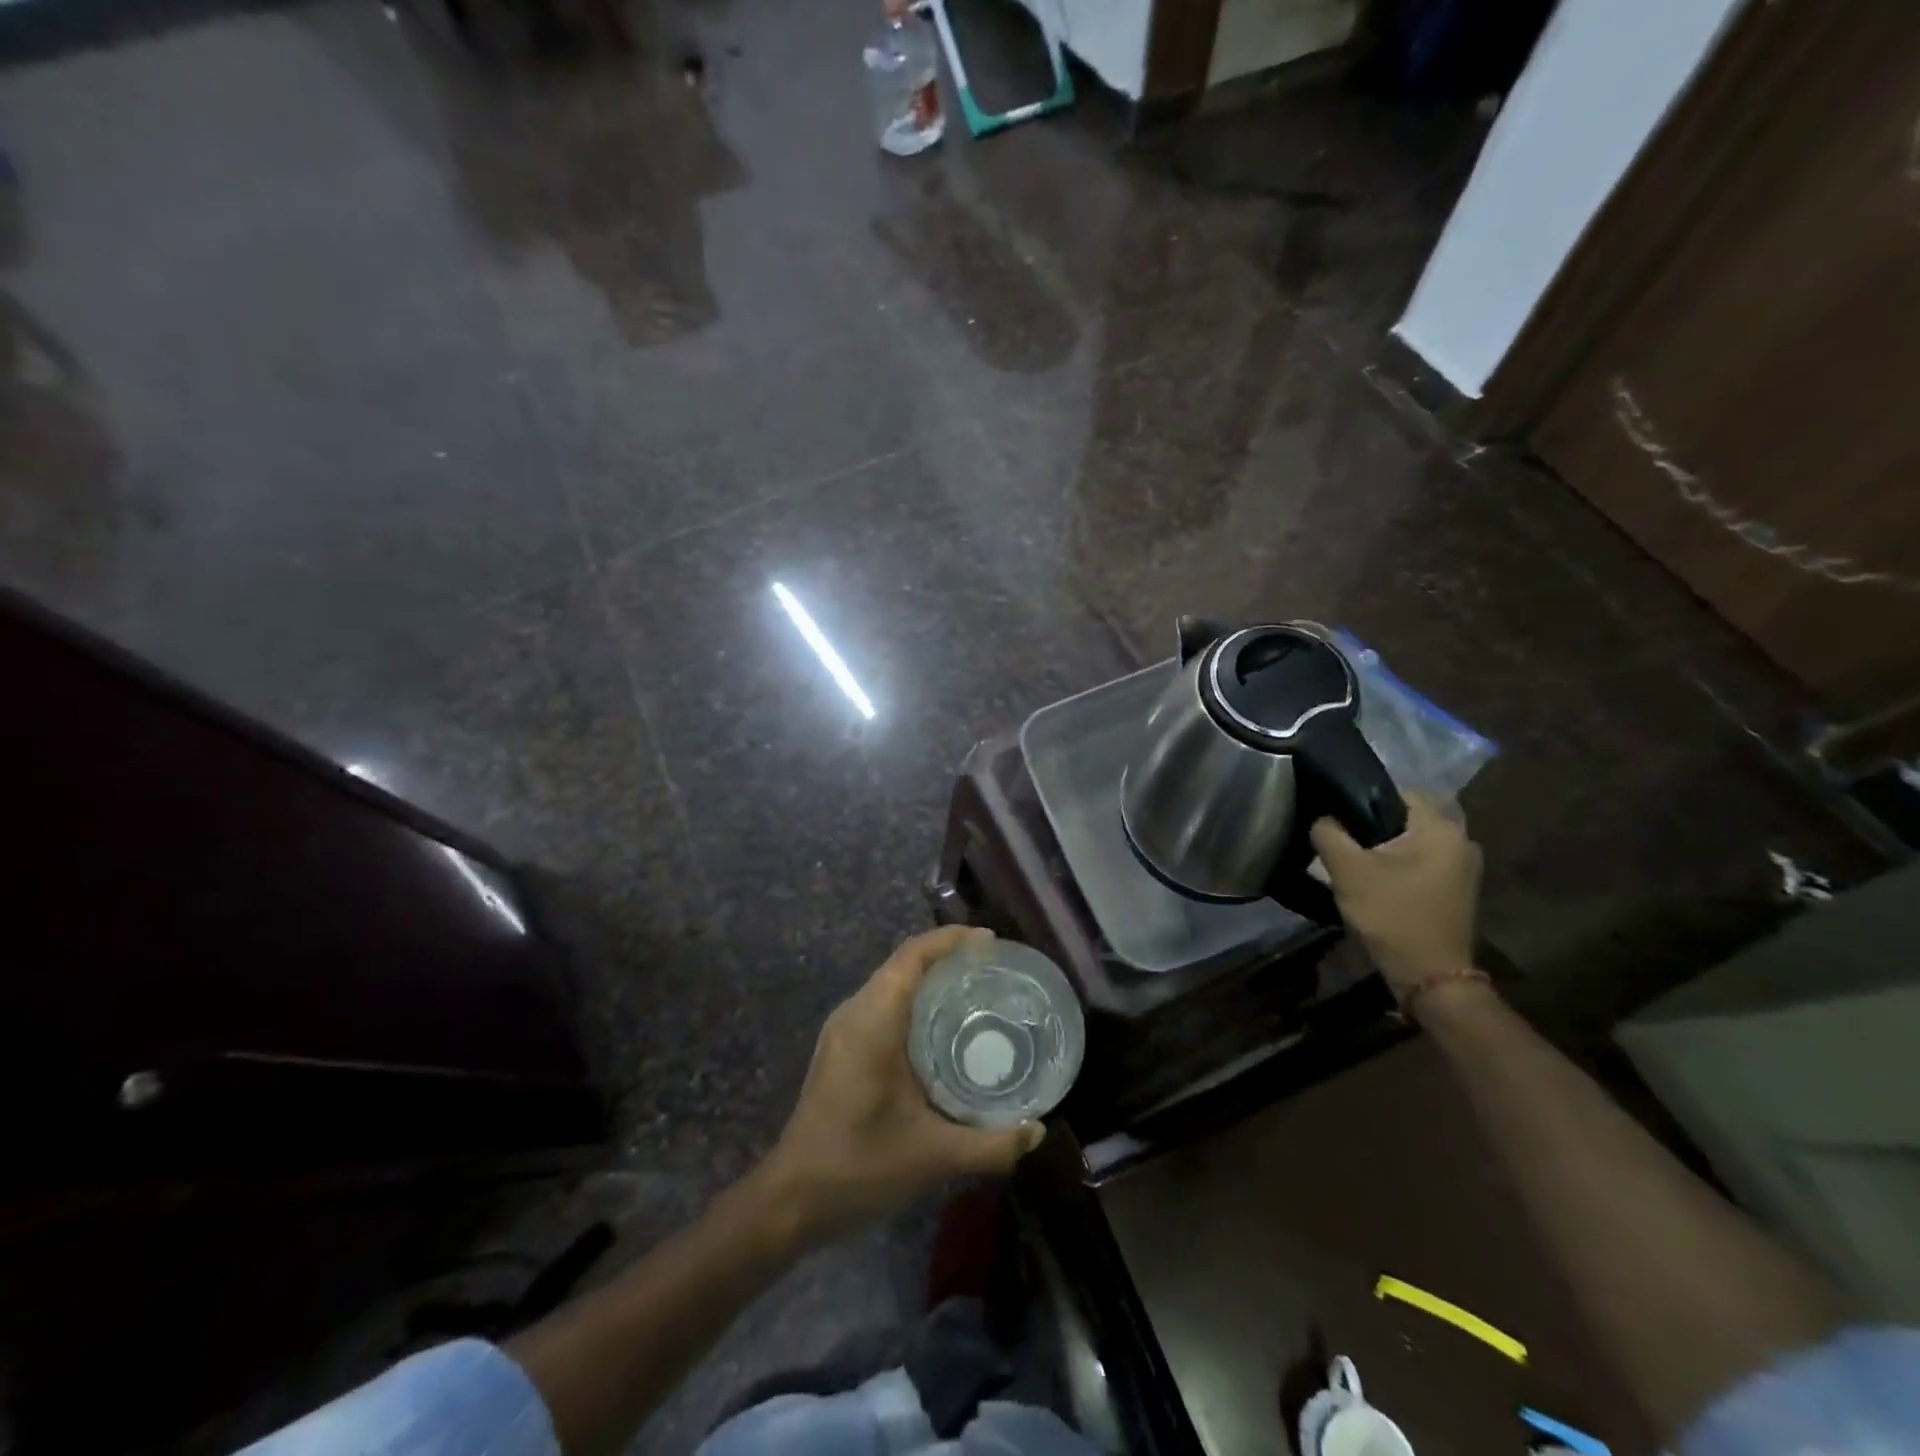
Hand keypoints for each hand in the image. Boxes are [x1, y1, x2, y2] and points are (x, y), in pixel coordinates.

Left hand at [758, 926, 1045, 1244]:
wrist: (791, 1199)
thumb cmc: (859, 1167)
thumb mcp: (933, 1158)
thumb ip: (990, 1145)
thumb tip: (1037, 1132)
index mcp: (872, 1022)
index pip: (911, 957)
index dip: (951, 940)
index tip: (991, 942)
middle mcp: (854, 1013)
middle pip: (903, 963)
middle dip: (947, 955)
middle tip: (993, 967)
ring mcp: (843, 1029)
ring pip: (891, 982)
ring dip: (929, 976)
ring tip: (975, 988)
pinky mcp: (841, 1046)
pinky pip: (882, 1003)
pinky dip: (914, 999)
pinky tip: (942, 1027)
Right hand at [1310, 792, 1482, 999]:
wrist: (1429, 976)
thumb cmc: (1391, 915)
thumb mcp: (1348, 871)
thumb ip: (1328, 833)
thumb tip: (1322, 816)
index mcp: (1440, 828)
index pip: (1395, 792)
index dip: (1360, 799)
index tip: (1334, 818)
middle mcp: (1461, 839)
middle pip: (1403, 816)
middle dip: (1370, 825)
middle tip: (1339, 840)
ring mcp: (1463, 866)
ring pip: (1411, 840)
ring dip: (1383, 846)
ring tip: (1353, 861)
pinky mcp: (1457, 887)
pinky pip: (1421, 860)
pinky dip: (1397, 863)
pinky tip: (1375, 880)